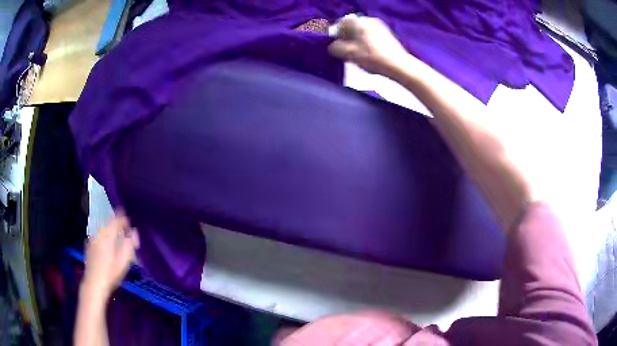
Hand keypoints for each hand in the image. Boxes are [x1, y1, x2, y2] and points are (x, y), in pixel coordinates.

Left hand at [82, 212, 139, 300]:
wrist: (94, 284)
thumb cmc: (110, 273)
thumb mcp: (123, 261)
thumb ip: (129, 244)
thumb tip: (134, 232)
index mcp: (107, 234)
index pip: (116, 219)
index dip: (124, 219)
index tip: (130, 226)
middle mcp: (98, 233)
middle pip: (109, 224)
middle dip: (117, 227)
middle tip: (125, 236)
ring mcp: (92, 239)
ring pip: (103, 230)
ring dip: (111, 233)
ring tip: (117, 243)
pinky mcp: (89, 246)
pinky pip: (98, 237)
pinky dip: (105, 239)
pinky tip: (108, 250)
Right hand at [328, 16, 413, 77]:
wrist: (399, 66)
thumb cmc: (373, 58)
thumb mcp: (349, 53)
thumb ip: (336, 48)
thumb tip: (332, 46)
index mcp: (359, 21)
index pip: (340, 23)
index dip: (335, 35)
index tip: (337, 47)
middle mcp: (369, 20)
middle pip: (351, 27)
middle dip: (346, 39)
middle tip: (346, 52)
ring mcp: (380, 27)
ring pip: (360, 32)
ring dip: (355, 42)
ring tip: (357, 55)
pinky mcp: (386, 35)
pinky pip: (369, 36)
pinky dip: (365, 43)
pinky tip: (368, 55)